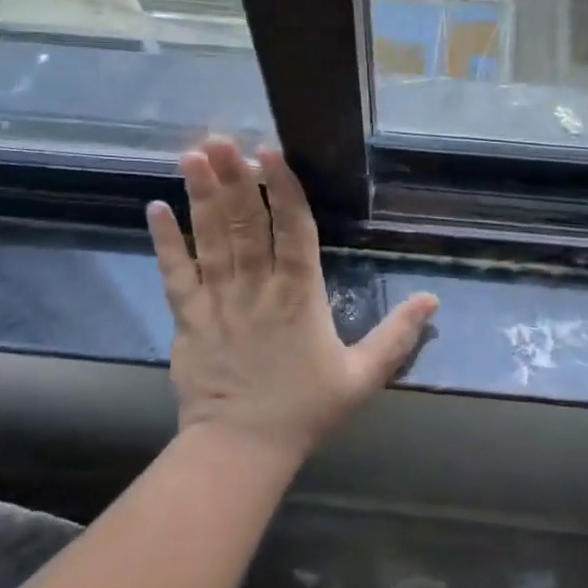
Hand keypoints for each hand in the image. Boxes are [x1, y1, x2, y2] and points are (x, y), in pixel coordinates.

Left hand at [147, 136, 437, 464]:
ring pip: (209, 239)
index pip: (293, 230)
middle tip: (222, 138)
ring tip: (192, 156)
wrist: (241, 449)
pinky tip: (154, 207)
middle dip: (234, 178)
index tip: (270, 153)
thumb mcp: (362, 376)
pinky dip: (164, 241)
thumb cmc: (305, 410)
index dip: (282, 189)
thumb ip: (397, 335)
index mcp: (299, 295)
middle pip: (245, 223)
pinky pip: (174, 274)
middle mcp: (256, 287)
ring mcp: (217, 300)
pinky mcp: (187, 317)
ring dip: (200, 196)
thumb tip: (433, 299)